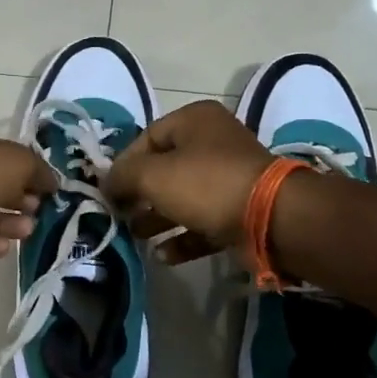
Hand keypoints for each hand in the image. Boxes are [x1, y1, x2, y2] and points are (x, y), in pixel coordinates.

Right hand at [104, 100, 271, 263]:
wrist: (271, 218)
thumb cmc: (206, 184)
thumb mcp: (152, 175)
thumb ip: (122, 176)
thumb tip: (105, 183)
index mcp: (194, 121)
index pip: (147, 137)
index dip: (123, 164)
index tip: (108, 191)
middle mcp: (213, 143)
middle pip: (164, 168)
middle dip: (139, 194)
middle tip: (120, 215)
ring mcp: (229, 178)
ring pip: (183, 197)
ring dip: (157, 218)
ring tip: (135, 236)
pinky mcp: (239, 211)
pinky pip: (203, 222)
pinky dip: (183, 237)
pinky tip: (163, 256)